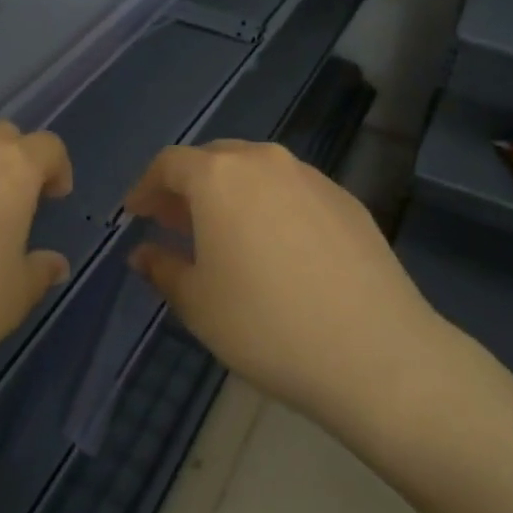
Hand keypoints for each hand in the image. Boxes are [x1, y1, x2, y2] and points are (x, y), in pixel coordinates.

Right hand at [124, 140, 450, 425]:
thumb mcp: (198, 304)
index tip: (136, 214)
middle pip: (213, 159)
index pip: (169, 163)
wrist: (376, 352)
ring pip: (256, 171)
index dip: (146, 187)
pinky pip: (292, 190)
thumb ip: (163, 269)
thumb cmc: (267, 325)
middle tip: (174, 222)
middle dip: (187, 187)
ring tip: (224, 234)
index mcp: (219, 176)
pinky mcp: (346, 199)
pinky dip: (270, 205)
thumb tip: (144, 253)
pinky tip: (276, 247)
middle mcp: (264, 161)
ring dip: (230, 194)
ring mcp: (311, 176)